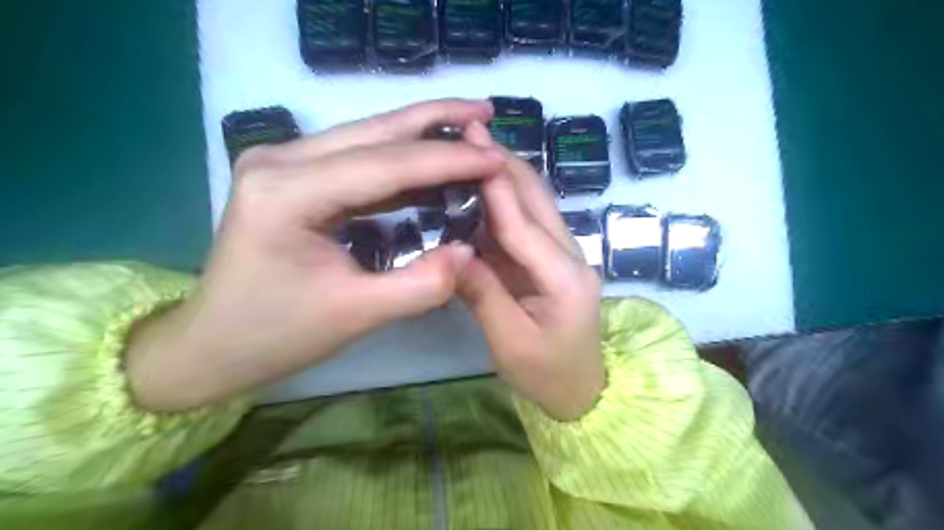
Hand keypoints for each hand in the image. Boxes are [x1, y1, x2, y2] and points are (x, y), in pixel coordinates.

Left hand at [130, 100, 508, 413]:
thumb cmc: (276, 334)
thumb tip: (469, 251)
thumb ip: (420, 285)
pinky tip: (432, 164)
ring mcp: (283, 163)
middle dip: (436, 120)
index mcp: (287, 193)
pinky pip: (357, 160)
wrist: (214, 344)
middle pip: (374, 131)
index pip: (385, 165)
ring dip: (420, 134)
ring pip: (367, 137)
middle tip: (486, 113)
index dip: (447, 160)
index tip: (495, 159)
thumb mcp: (355, 316)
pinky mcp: (293, 176)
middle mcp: (280, 160)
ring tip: (469, 130)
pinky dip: (400, 162)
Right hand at [458, 122, 604, 420]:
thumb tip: (450, 253)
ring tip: (473, 149)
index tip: (471, 146)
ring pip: (536, 205)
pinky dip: (506, 201)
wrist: (583, 391)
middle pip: (537, 201)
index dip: (495, 185)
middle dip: (506, 163)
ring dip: (507, 174)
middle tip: (470, 131)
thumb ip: (483, 295)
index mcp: (564, 278)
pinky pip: (528, 223)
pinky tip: (482, 186)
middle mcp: (571, 256)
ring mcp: (564, 256)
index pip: (523, 225)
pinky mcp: (552, 261)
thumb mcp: (510, 343)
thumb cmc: (547, 374)